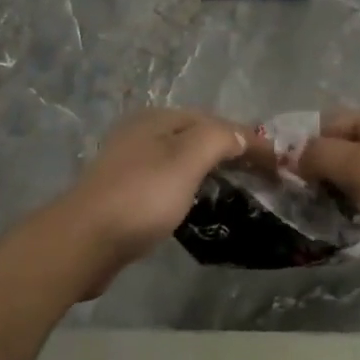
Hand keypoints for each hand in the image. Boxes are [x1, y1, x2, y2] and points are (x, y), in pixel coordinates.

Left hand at [57, 109, 261, 294]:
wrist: (83, 241)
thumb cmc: (140, 196)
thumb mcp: (186, 160)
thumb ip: (217, 140)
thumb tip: (242, 134)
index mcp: (158, 118)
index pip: (214, 119)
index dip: (246, 137)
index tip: (276, 161)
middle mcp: (143, 133)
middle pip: (197, 136)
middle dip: (230, 151)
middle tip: (262, 175)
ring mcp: (130, 163)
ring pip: (182, 159)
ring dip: (211, 169)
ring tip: (238, 189)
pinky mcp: (124, 193)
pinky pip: (168, 181)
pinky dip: (191, 186)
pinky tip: (199, 203)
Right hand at [296, 108, 359, 300]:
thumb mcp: (358, 164)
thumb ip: (319, 155)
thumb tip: (292, 156)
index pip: (333, 123)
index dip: (304, 143)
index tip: (277, 169)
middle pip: (341, 157)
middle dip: (314, 177)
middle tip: (285, 199)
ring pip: (352, 191)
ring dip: (329, 206)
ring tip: (300, 222)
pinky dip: (348, 229)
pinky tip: (324, 242)